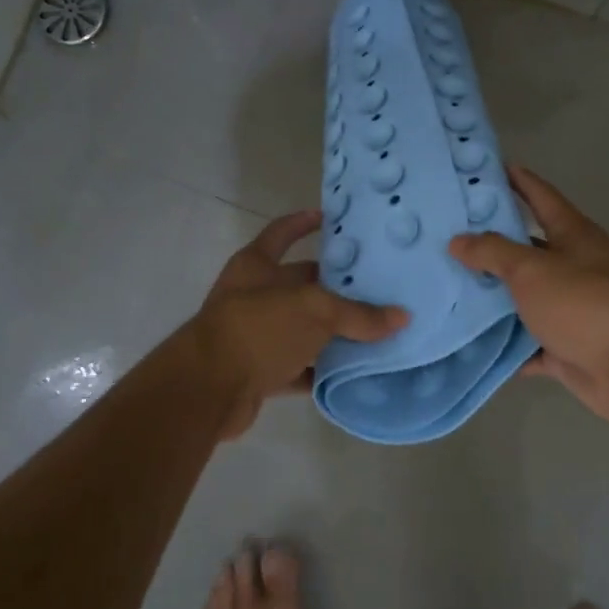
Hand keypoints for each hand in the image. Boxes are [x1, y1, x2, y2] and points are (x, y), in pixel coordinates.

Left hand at [193, 210, 408, 438]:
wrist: (207, 390)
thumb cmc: (259, 328)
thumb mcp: (314, 311)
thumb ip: (358, 314)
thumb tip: (401, 317)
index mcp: (256, 265)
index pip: (282, 232)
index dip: (303, 222)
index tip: (330, 218)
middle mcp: (253, 295)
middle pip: (299, 283)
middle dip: (334, 286)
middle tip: (375, 285)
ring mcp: (254, 335)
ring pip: (301, 328)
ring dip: (331, 332)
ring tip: (374, 329)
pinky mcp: (258, 371)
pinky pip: (297, 367)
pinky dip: (320, 370)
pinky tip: (352, 372)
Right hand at [449, 167, 608, 424]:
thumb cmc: (583, 303)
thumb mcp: (532, 269)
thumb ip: (492, 252)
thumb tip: (457, 240)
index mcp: (573, 235)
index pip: (541, 196)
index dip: (518, 180)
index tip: (489, 166)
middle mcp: (573, 266)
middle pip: (527, 249)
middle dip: (491, 244)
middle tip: (447, 235)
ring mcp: (570, 309)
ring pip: (523, 298)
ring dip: (493, 297)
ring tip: (447, 287)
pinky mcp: (565, 347)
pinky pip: (526, 342)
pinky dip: (503, 343)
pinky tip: (469, 341)